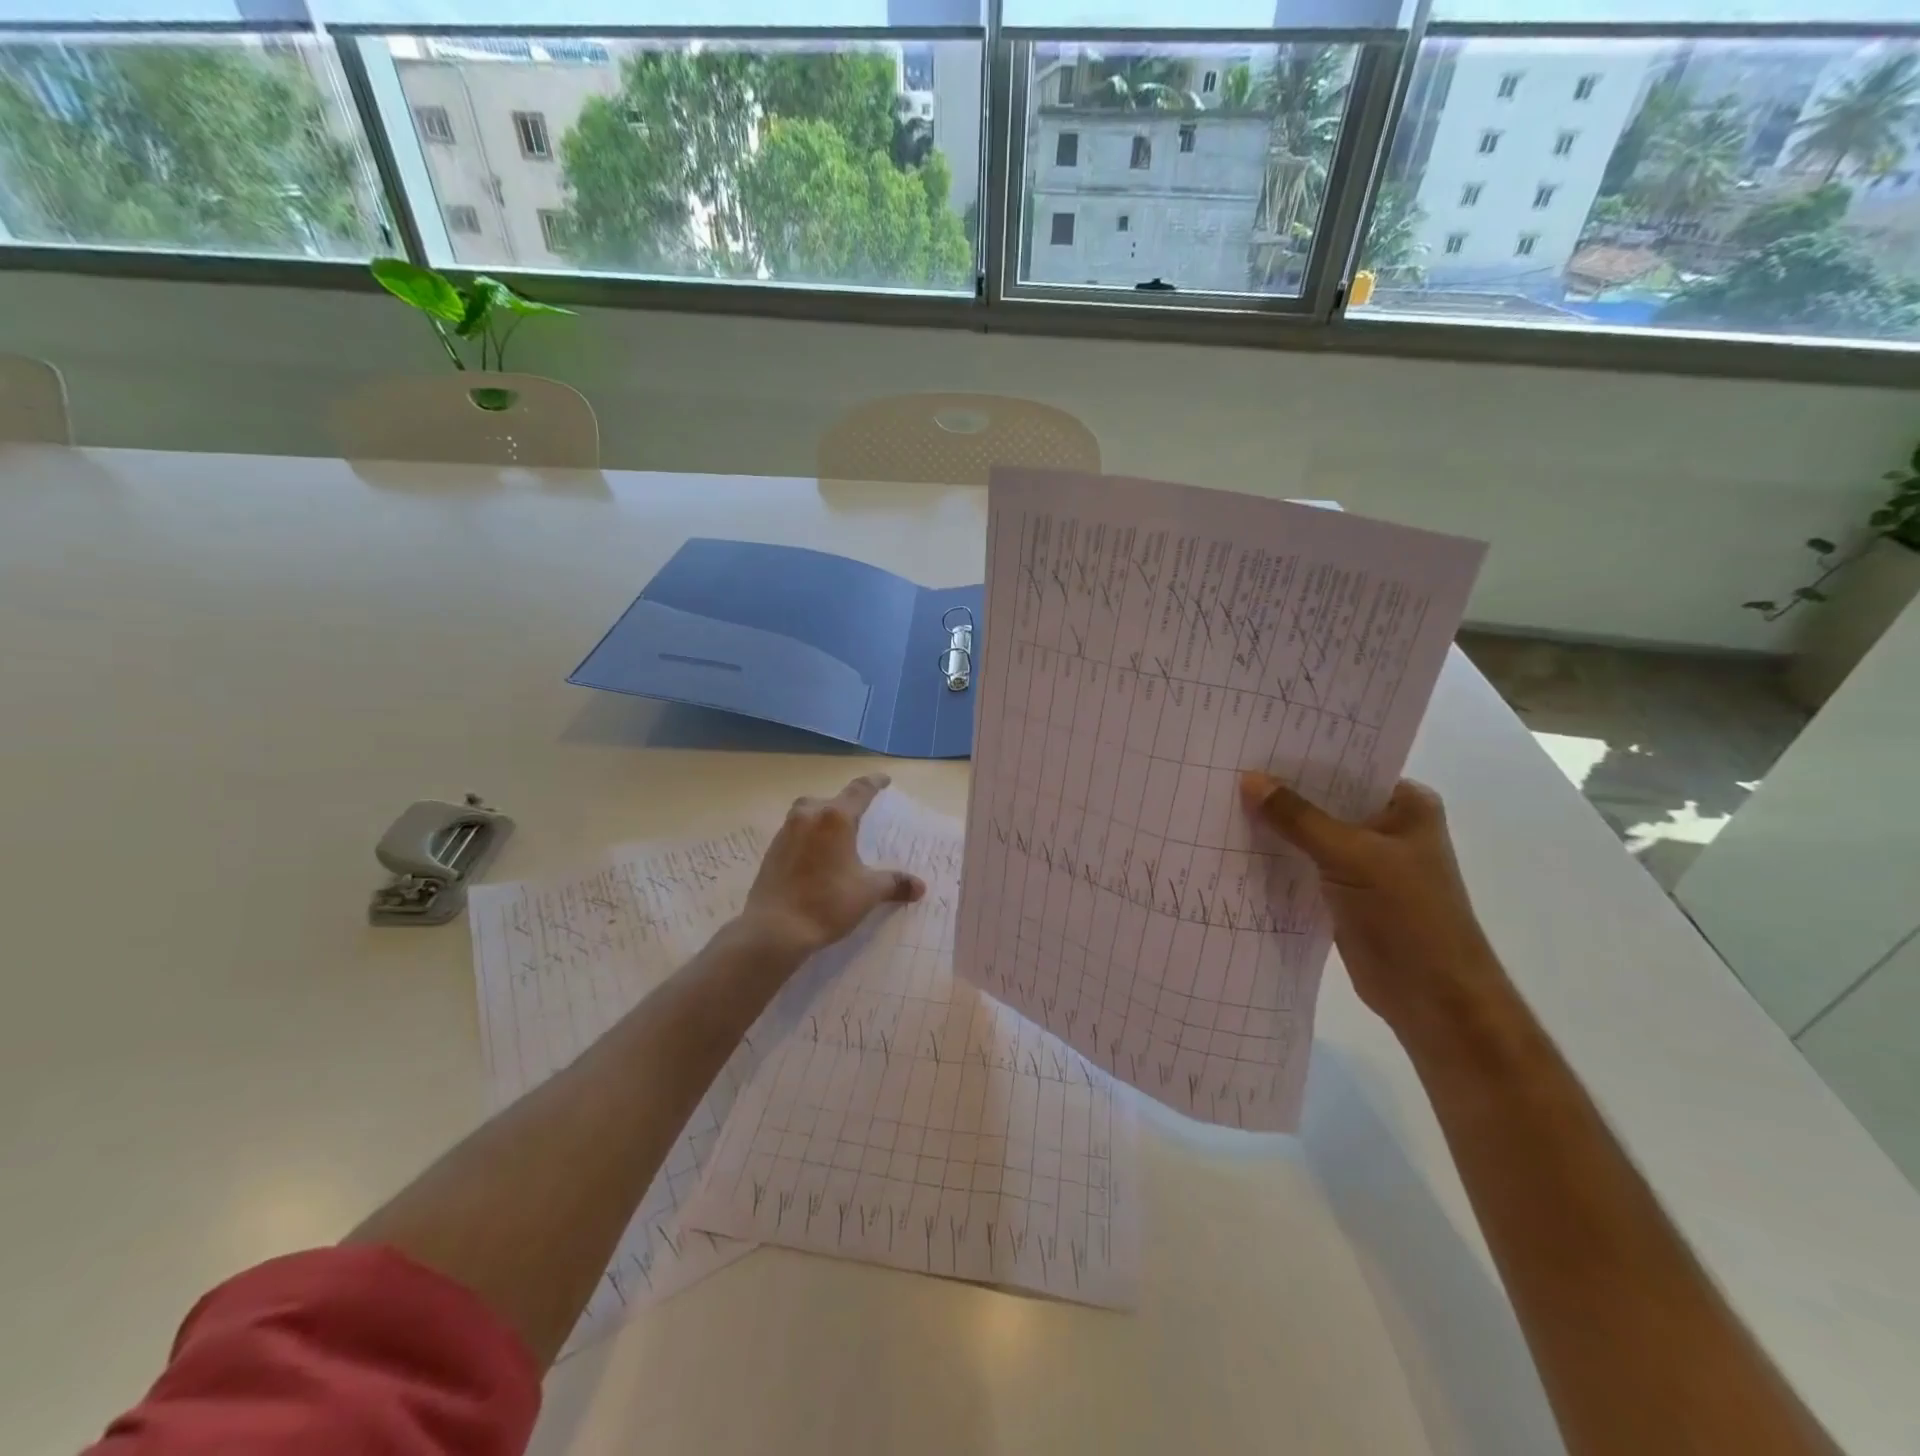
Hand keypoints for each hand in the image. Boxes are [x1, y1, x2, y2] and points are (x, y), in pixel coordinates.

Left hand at [740, 773, 926, 958]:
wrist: (774, 929)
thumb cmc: (827, 903)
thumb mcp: (868, 892)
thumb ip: (894, 883)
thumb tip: (919, 887)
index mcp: (835, 818)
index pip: (860, 790)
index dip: (874, 783)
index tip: (884, 779)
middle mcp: (808, 816)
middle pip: (830, 800)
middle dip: (846, 804)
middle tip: (859, 816)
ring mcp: (786, 831)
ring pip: (809, 813)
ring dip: (824, 818)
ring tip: (837, 837)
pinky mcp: (772, 850)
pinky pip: (796, 832)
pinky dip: (810, 836)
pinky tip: (817, 857)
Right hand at [1240, 772, 1506, 1036]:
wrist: (1431, 997)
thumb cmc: (1407, 914)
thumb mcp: (1350, 855)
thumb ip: (1298, 817)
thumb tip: (1248, 779)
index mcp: (1405, 804)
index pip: (1347, 765)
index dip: (1303, 754)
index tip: (1254, 740)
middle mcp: (1385, 826)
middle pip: (1324, 799)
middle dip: (1281, 790)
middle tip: (1227, 767)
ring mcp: (1364, 861)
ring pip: (1310, 833)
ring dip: (1275, 825)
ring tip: (1220, 800)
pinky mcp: (1342, 891)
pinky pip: (1302, 863)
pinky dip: (1276, 857)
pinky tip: (1235, 844)